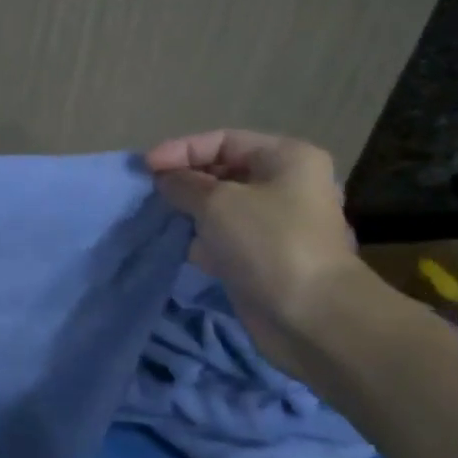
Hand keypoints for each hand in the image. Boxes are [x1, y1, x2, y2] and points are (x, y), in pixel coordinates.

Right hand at [145, 130, 364, 368]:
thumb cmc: (267, 243)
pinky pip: (225, 238)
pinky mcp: (265, 258)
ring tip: (157, 217)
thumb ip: (183, 184)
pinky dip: (201, 239)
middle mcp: (286, 185)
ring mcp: (277, 224)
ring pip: (222, 207)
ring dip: (190, 211)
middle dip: (185, 180)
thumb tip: (165, 179)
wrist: (311, 317)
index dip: (182, 150)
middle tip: (149, 192)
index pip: (223, 140)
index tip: (146, 168)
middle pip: (224, 172)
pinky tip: (178, 246)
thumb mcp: (216, 203)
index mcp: (286, 158)